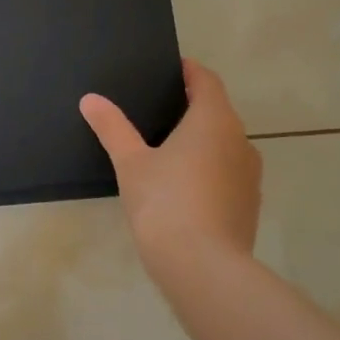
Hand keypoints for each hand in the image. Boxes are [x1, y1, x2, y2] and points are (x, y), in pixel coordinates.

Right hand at [80, 60, 261, 291]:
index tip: (170, 69)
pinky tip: (183, 186)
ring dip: (202, 140)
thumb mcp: (131, 163)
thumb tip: (91, 99)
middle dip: (192, 106)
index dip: (189, 72)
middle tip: (158, 108)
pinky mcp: (248, 205)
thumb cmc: (165, 203)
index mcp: (213, 121)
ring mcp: (249, 176)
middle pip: (218, 112)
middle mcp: (240, 141)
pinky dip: (208, 169)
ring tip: (167, 147)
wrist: (204, 270)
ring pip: (225, 144)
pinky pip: (227, 173)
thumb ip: (112, 128)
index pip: (207, 81)